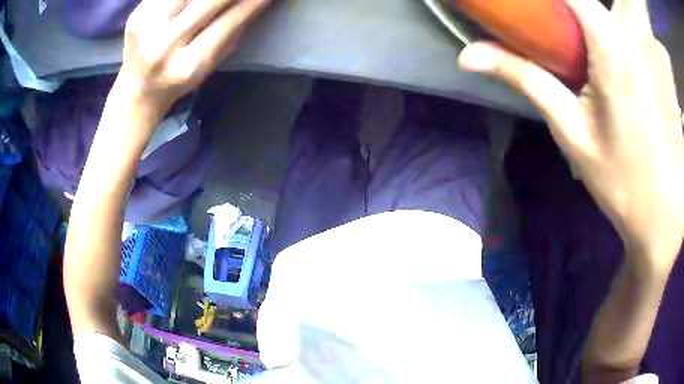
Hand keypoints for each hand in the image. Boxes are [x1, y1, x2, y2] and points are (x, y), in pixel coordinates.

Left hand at [116, 0, 270, 113]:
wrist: (139, 90)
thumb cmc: (180, 78)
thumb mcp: (212, 63)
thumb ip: (235, 30)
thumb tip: (258, 0)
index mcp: (190, 64)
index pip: (231, 20)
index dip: (254, 1)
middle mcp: (166, 45)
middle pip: (209, 0)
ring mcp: (147, 28)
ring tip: (215, 0)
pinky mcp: (136, 15)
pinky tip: (191, 1)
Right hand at [459, 0, 682, 269]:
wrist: (664, 221)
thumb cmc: (622, 183)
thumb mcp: (572, 132)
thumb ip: (526, 79)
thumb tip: (468, 55)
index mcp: (611, 46)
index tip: (536, 7)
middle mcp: (638, 37)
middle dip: (591, 5)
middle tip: (583, 23)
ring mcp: (659, 55)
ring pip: (641, 11)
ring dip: (636, 10)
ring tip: (617, 33)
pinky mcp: (669, 75)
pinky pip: (659, 43)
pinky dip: (657, 41)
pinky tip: (655, 52)